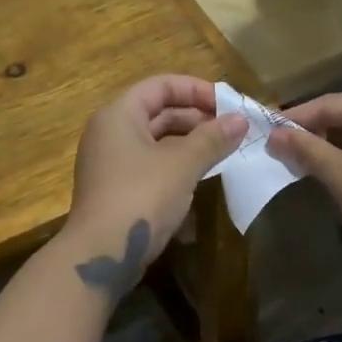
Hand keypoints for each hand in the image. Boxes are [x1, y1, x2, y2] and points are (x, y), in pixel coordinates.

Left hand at [66, 76, 247, 292]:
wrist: (101, 255)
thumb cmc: (141, 197)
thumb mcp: (182, 164)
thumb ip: (212, 138)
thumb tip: (240, 120)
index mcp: (119, 114)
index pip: (160, 85)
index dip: (196, 90)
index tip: (228, 104)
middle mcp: (110, 132)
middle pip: (158, 111)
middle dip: (197, 117)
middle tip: (232, 129)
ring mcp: (110, 162)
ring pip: (156, 139)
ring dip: (189, 142)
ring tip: (223, 150)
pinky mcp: (116, 188)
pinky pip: (150, 163)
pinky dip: (176, 163)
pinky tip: (201, 174)